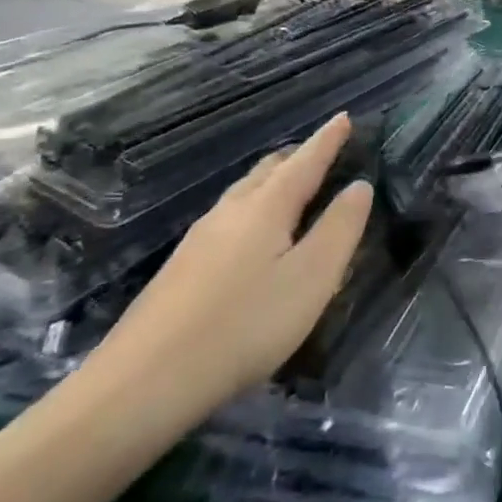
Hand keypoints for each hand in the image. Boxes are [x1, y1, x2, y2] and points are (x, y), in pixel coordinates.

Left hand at [92, 115, 372, 408]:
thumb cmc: (244, 324)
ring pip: (244, 194)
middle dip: (298, 156)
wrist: (142, 384)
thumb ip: (339, 229)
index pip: (305, 160)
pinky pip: (229, 219)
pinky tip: (252, 237)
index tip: (344, 117)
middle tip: (323, 151)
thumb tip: (359, 186)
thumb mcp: (311, 278)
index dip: (328, 139)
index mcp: (266, 206)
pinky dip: (254, 209)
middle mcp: (231, 211)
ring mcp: (200, 239)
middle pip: (269, 171)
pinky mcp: (182, 269)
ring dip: (273, 182)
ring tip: (292, 187)